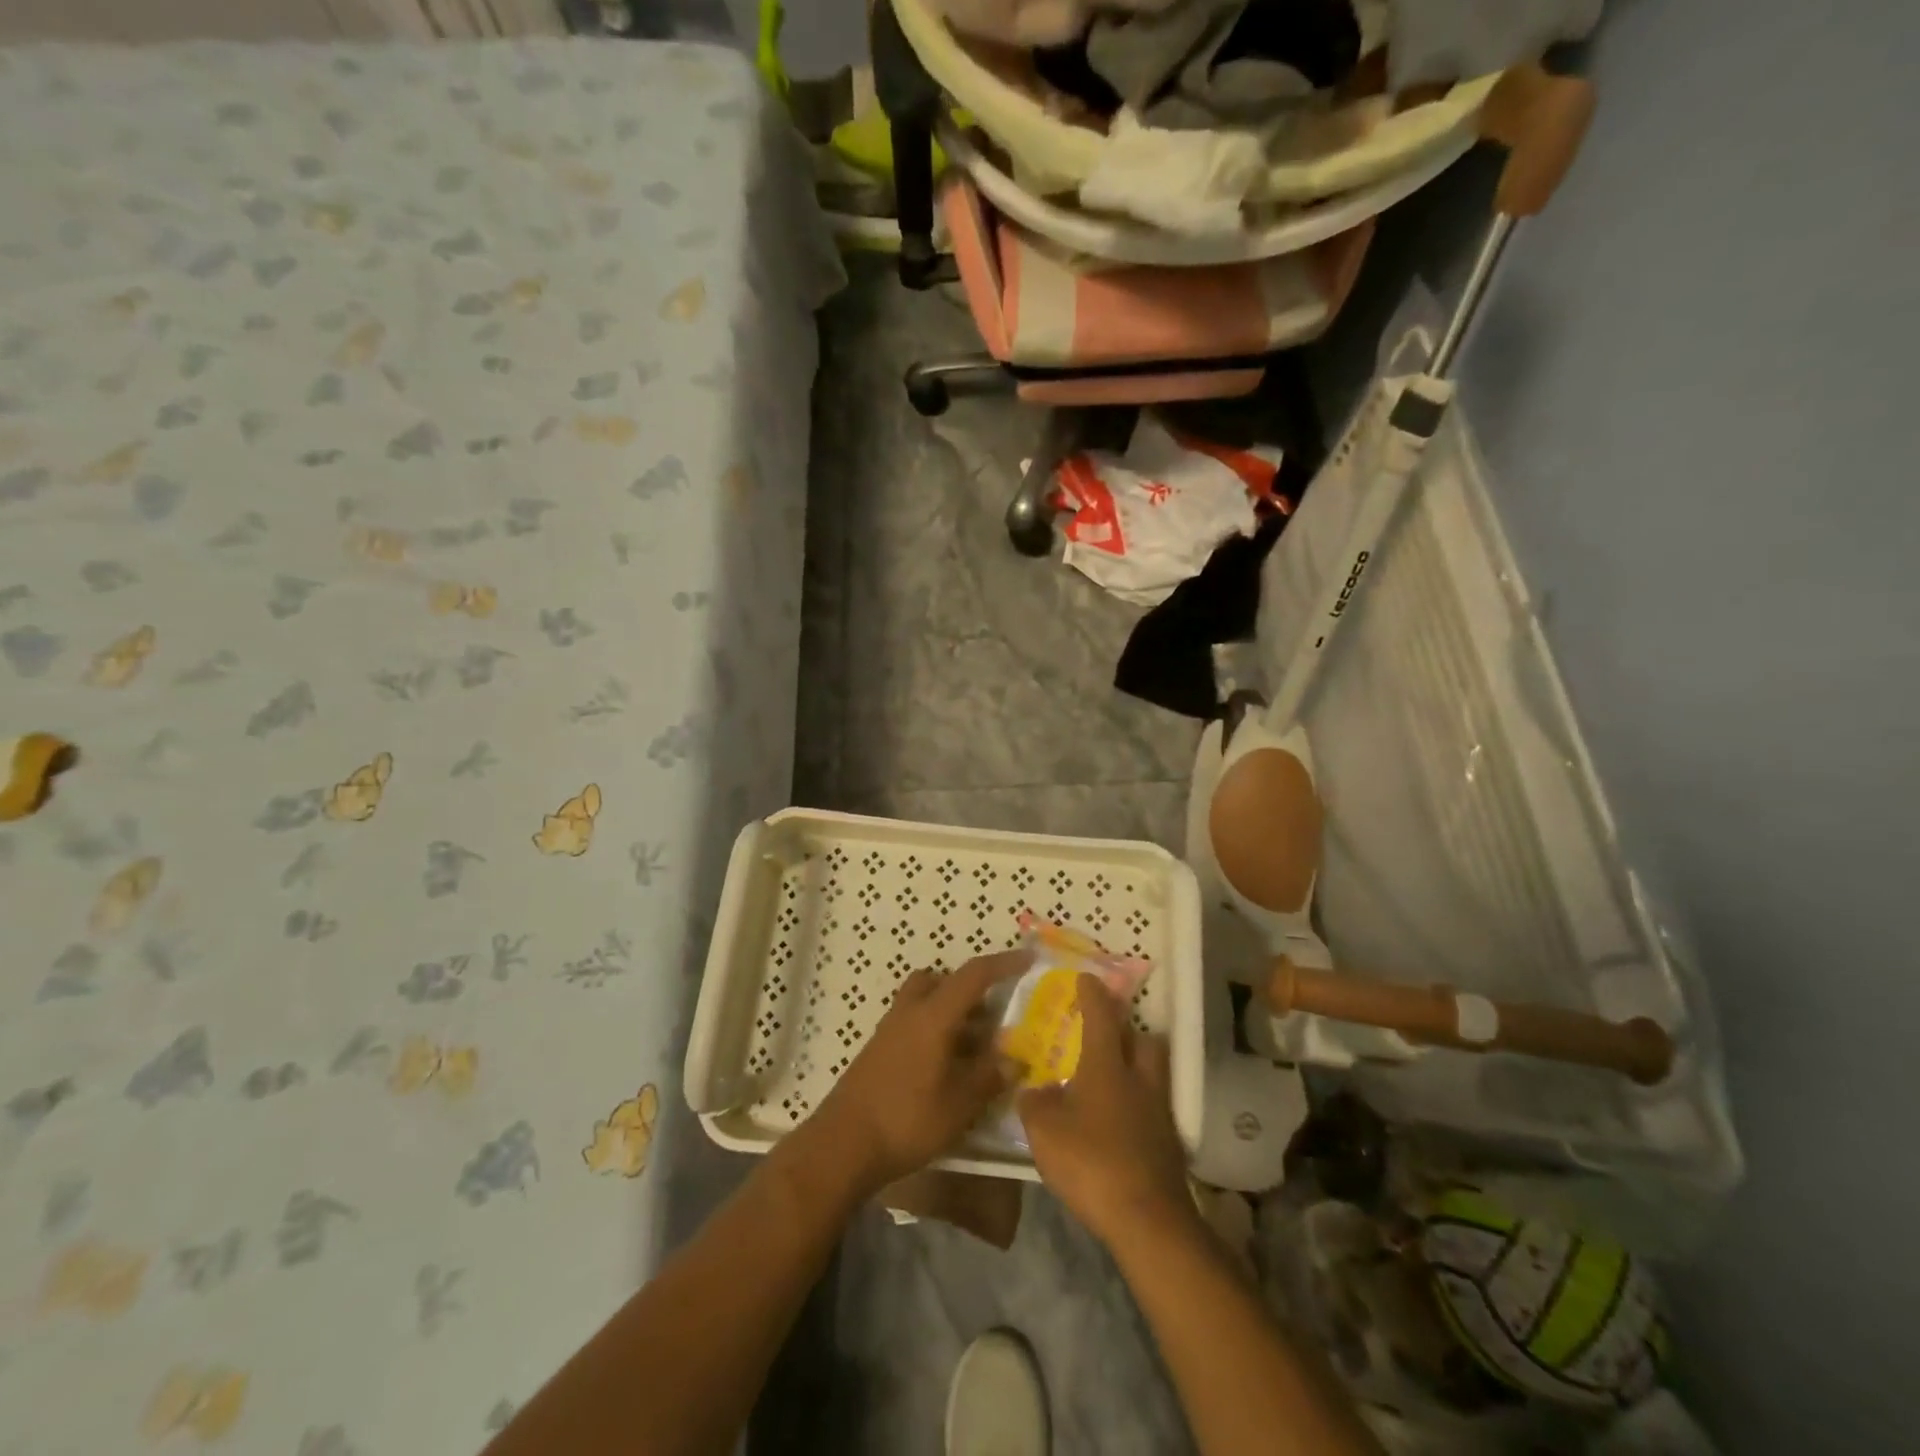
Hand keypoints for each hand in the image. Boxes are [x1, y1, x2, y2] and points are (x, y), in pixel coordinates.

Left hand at [811, 950, 1025, 1192]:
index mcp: (934, 1015)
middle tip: (995, 1015)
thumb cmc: (907, 1118)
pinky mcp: (880, 1049)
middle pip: (943, 980)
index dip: (1003, 964)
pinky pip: (914, 1022)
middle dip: (971, 990)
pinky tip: (948, 1067)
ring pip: (926, 1000)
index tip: (1027, 960)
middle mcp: (911, 1011)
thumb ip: (989, 1077)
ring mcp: (890, 1029)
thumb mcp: (959, 1104)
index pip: (974, 975)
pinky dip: (935, 1031)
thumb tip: (1015, 1060)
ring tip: (976, 1047)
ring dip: (952, 1011)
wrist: (843, 1144)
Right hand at [1019, 973, 1194, 1252]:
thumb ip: (1034, 1103)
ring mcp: (1159, 1110)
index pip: (1101, 1014)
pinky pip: (1153, 1106)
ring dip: (1136, 1066)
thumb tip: (1032, 1089)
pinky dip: (1138, 1105)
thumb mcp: (1044, 1131)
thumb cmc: (1091, 1162)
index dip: (1092, 993)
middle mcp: (1139, 1078)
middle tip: (1105, 1033)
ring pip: (1152, 1072)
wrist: (1147, 1219)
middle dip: (1126, 1029)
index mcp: (1107, 1064)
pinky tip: (1119, 1122)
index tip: (1085, 978)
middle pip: (1142, 1038)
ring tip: (1111, 1078)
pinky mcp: (1169, 1142)